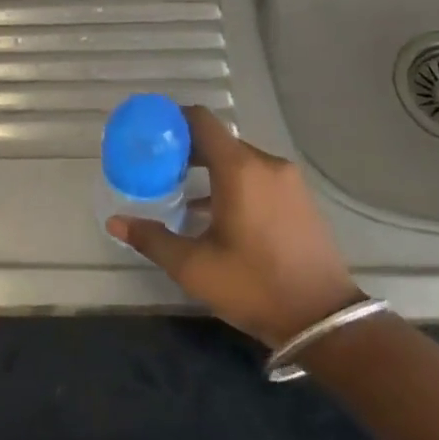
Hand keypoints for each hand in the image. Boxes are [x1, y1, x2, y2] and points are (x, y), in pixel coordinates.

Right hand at [107, 107, 360, 346]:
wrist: (323, 320)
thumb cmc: (254, 286)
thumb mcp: (194, 267)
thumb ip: (152, 238)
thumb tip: (115, 222)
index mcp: (239, 169)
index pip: (201, 120)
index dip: (173, 119)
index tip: (150, 131)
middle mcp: (266, 164)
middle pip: (219, 140)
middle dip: (187, 148)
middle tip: (158, 166)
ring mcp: (288, 181)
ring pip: (240, 159)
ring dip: (211, 168)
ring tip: (182, 190)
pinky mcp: (300, 199)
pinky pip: (259, 176)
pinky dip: (235, 181)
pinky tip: (217, 212)